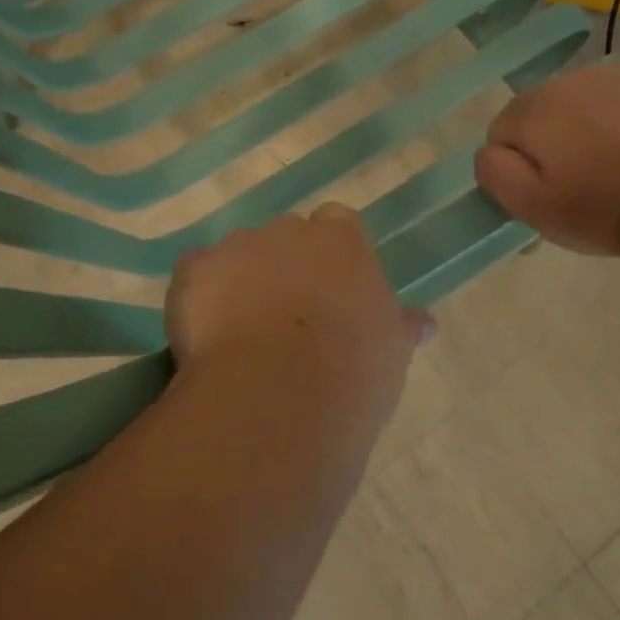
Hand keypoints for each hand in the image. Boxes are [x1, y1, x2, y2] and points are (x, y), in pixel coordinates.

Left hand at [165, 204, 433, 429]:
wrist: (279, 395)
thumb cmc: (351, 372)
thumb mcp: (392, 351)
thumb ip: (402, 326)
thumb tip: (425, 322)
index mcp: (340, 241)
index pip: (337, 223)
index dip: (331, 255)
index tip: (330, 289)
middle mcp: (287, 231)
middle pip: (284, 237)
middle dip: (284, 266)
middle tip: (286, 317)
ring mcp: (236, 246)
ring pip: (238, 256)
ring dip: (240, 281)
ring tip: (242, 335)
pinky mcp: (194, 270)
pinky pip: (196, 274)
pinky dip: (199, 296)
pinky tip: (205, 336)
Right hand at [475, 61, 619, 255]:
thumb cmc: (599, 208)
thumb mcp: (529, 206)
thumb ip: (492, 172)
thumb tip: (490, 150)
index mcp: (530, 110)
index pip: (502, 132)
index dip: (521, 163)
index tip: (550, 187)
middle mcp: (563, 81)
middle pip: (538, 111)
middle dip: (550, 138)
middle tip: (580, 176)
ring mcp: (607, 74)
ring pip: (574, 99)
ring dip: (581, 122)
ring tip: (611, 158)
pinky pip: (612, 92)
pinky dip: (615, 110)